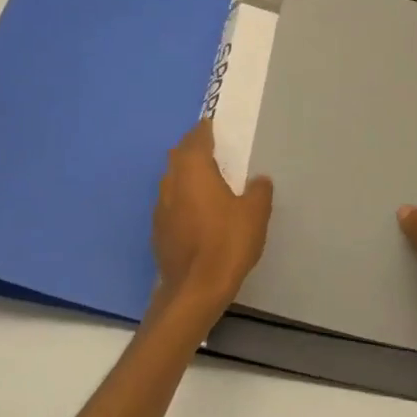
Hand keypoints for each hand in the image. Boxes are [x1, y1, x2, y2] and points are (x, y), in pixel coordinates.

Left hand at [151, 118, 273, 327]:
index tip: (214, 126)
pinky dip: (183, 198)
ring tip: (206, 179)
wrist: (193, 290)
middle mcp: (171, 181)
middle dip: (193, 148)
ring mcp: (161, 206)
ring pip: (172, 178)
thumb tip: (259, 180)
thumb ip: (258, 191)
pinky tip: (197, 211)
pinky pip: (171, 202)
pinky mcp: (158, 230)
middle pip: (180, 155)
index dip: (206, 130)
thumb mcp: (254, 214)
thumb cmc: (226, 243)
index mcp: (193, 169)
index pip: (197, 138)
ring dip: (186, 174)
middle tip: (212, 149)